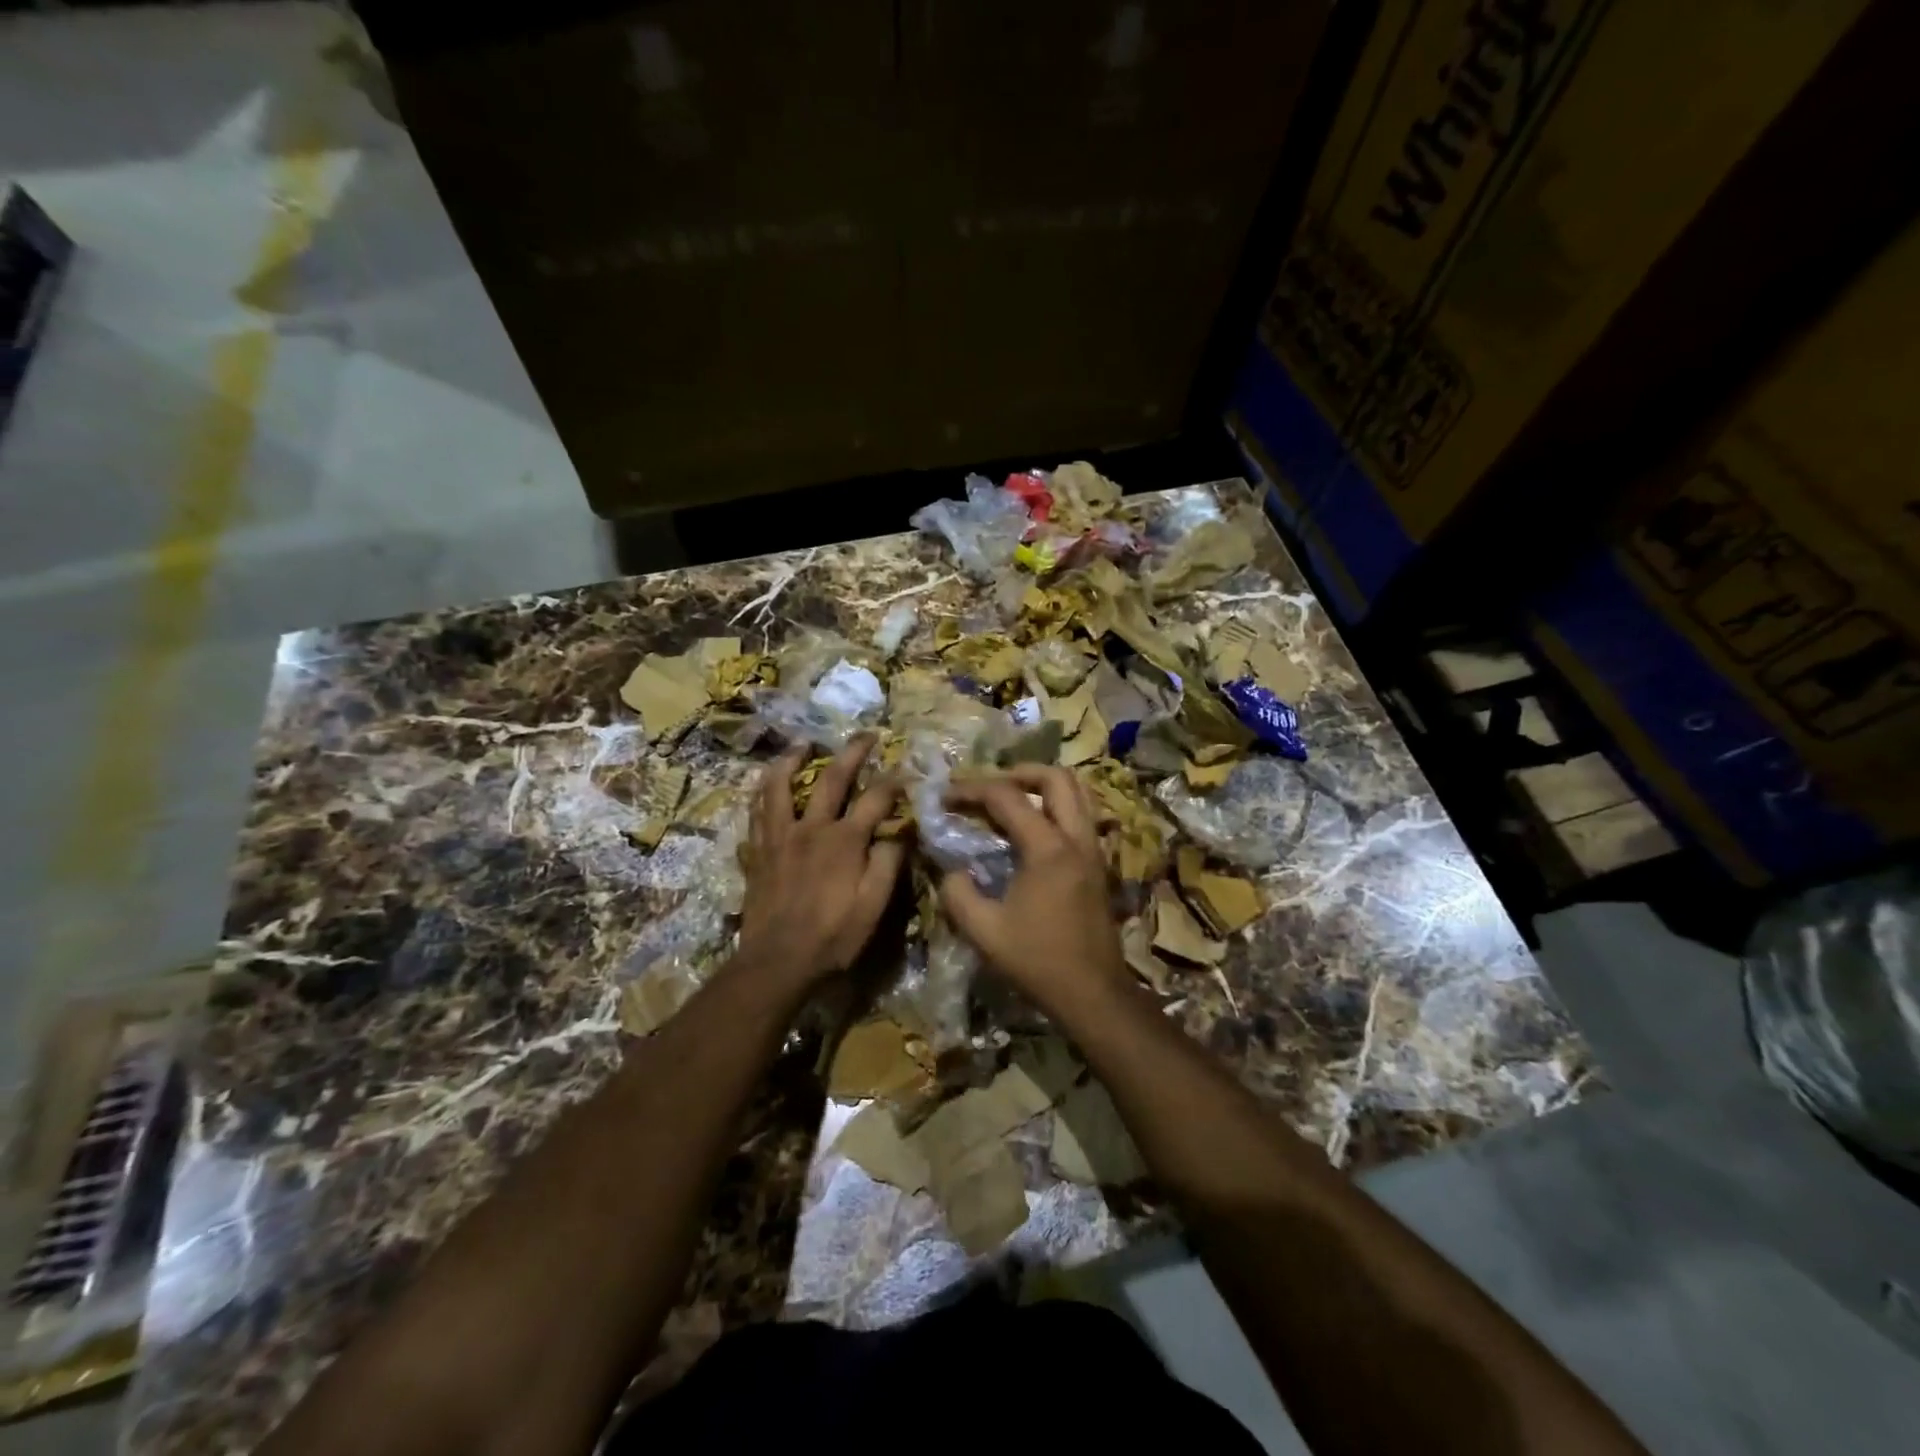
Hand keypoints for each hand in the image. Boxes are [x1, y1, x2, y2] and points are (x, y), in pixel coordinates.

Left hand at [738, 735, 905, 989]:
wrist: (777, 962)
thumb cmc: (832, 937)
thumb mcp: (873, 907)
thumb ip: (888, 864)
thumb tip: (900, 832)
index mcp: (844, 841)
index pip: (875, 799)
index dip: (894, 782)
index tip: (907, 769)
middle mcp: (811, 828)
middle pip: (831, 779)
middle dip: (852, 752)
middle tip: (865, 734)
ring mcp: (779, 837)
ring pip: (780, 786)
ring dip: (792, 760)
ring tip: (802, 744)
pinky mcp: (758, 851)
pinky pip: (756, 812)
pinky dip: (762, 792)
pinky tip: (766, 786)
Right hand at [939, 765, 1130, 1016]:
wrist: (1093, 993)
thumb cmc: (1038, 961)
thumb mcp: (984, 931)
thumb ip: (958, 893)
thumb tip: (949, 868)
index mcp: (1048, 849)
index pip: (1007, 797)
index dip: (971, 789)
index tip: (945, 796)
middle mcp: (1076, 838)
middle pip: (1056, 777)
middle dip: (1018, 772)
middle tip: (988, 786)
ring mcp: (1093, 850)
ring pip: (1077, 793)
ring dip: (1043, 786)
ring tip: (1011, 800)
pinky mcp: (1098, 864)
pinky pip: (1081, 815)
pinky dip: (1056, 807)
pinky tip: (1032, 830)